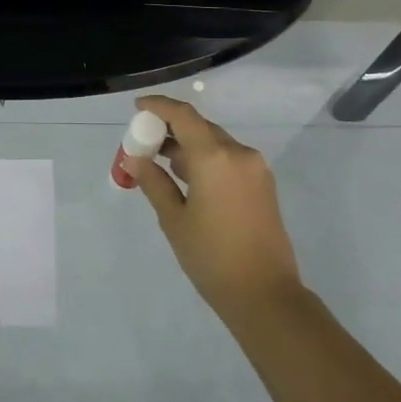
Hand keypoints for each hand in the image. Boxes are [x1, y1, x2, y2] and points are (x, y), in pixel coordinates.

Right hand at [128, 96, 303, 322]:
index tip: (138, 107)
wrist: (265, 295)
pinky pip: (230, 159)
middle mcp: (239, 154)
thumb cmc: (212, 258)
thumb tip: (135, 158)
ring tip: (162, 163)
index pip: (184, 116)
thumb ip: (154, 182)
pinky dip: (207, 159)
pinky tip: (189, 179)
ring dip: (189, 146)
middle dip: (172, 128)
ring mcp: (256, 168)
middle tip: (145, 142)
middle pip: (201, 127)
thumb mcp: (174, 220)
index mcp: (215, 158)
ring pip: (216, 143)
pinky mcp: (263, 184)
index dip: (159, 106)